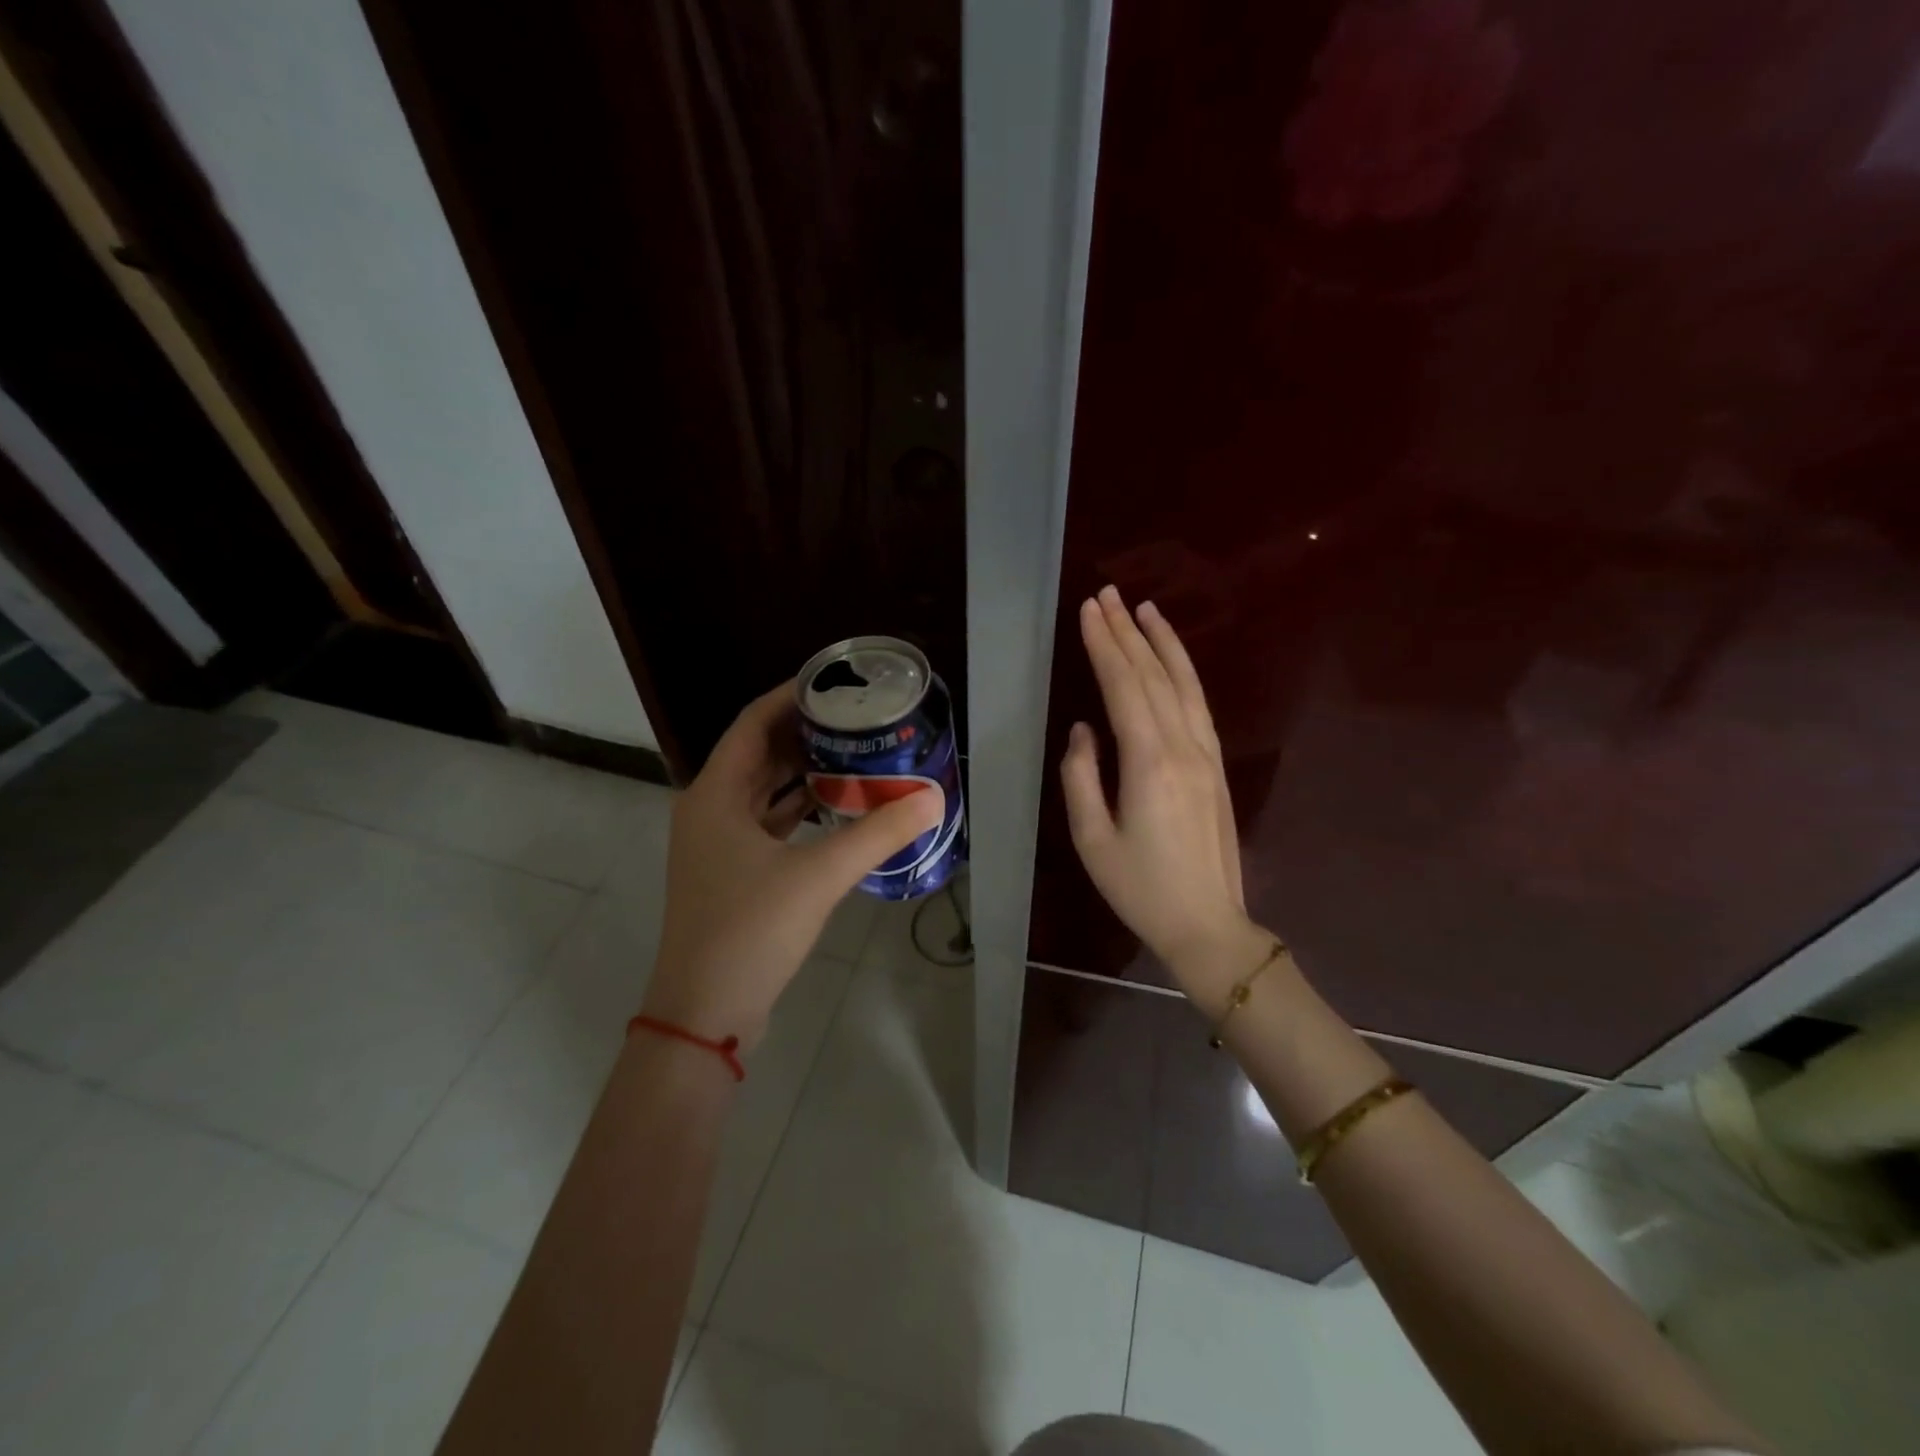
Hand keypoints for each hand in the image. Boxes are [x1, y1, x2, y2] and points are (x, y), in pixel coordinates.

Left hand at [643, 683, 940, 1050]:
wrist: (705, 1013)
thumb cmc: (750, 931)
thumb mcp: (818, 876)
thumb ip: (877, 834)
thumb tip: (931, 800)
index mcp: (714, 795)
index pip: (752, 723)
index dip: (790, 697)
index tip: (833, 684)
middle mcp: (709, 810)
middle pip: (757, 753)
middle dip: (804, 732)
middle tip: (855, 718)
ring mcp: (717, 844)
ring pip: (762, 791)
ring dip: (802, 771)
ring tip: (854, 754)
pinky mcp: (731, 872)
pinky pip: (767, 823)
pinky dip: (799, 809)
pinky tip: (837, 807)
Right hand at [1061, 586, 1252, 987]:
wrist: (1207, 924)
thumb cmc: (1140, 887)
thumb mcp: (1092, 838)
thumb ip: (1081, 776)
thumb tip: (1084, 729)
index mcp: (1149, 763)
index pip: (1124, 687)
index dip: (1104, 645)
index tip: (1088, 610)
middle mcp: (1183, 747)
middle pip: (1154, 676)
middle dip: (1127, 632)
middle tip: (1107, 594)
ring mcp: (1207, 754)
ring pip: (1184, 684)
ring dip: (1163, 642)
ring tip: (1145, 609)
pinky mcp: (1216, 765)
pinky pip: (1199, 705)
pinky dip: (1185, 673)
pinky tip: (1173, 658)